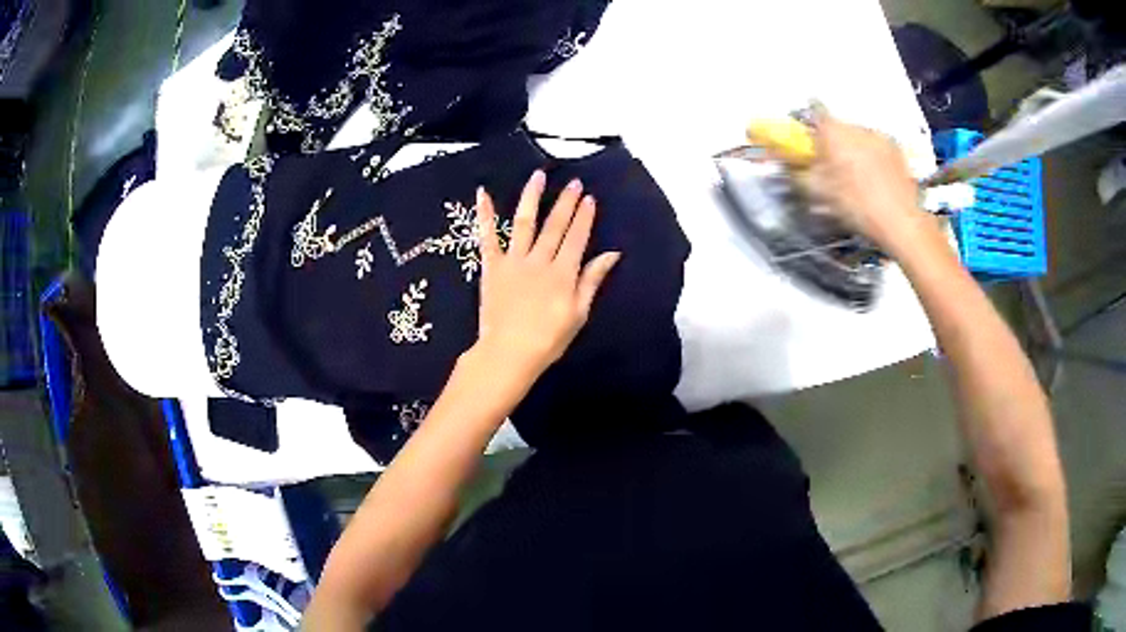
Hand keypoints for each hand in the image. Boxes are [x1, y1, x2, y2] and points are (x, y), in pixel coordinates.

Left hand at [470, 170, 620, 379]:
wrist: (508, 353)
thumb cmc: (548, 340)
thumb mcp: (578, 314)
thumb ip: (592, 281)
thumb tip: (611, 254)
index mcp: (563, 273)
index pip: (577, 238)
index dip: (584, 217)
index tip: (589, 198)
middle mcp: (540, 260)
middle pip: (555, 226)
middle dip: (566, 203)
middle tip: (573, 183)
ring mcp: (513, 261)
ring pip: (524, 223)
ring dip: (532, 197)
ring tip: (538, 176)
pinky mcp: (492, 267)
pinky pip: (487, 237)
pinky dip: (484, 215)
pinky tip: (482, 194)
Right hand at [805, 107, 937, 255]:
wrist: (901, 221)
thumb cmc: (858, 205)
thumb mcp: (820, 193)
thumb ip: (803, 172)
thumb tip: (795, 164)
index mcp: (834, 132)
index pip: (815, 112)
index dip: (809, 124)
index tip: (808, 138)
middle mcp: (857, 127)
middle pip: (838, 127)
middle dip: (833, 143)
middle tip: (832, 168)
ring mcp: (880, 137)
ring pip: (859, 138)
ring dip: (854, 150)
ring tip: (856, 178)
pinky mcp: (897, 151)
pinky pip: (877, 148)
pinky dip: (873, 158)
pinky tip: (874, 181)